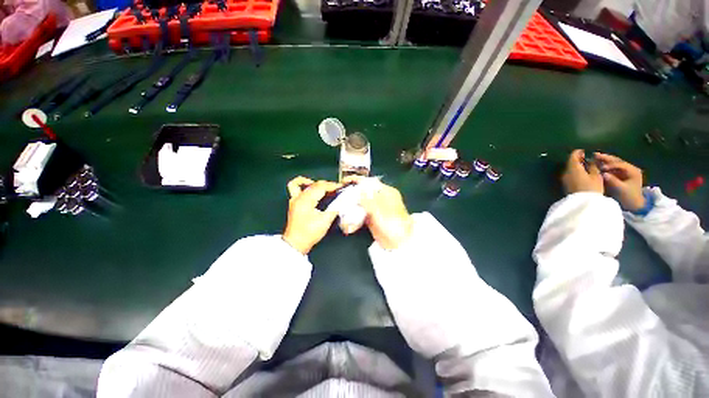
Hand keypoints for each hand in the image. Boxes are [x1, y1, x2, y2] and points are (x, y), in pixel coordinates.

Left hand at [283, 176, 340, 254]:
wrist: (296, 243)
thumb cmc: (310, 232)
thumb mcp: (325, 221)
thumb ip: (334, 208)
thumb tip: (341, 201)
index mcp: (306, 200)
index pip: (321, 187)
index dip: (332, 186)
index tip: (341, 187)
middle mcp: (299, 197)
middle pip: (314, 184)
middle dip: (327, 185)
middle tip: (336, 189)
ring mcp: (294, 199)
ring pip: (304, 184)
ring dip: (316, 184)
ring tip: (324, 188)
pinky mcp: (294, 203)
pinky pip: (295, 187)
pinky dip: (303, 185)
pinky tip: (310, 189)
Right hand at [344, 177, 413, 249]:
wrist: (399, 243)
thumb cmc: (393, 223)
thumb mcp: (379, 209)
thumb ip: (367, 200)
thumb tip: (358, 190)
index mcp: (387, 192)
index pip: (370, 182)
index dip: (358, 181)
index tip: (345, 181)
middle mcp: (381, 198)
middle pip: (364, 192)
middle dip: (352, 192)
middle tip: (340, 194)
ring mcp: (376, 209)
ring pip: (361, 202)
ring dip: (352, 203)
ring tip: (340, 204)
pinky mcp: (372, 218)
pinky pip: (361, 213)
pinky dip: (354, 213)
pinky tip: (346, 214)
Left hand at [562, 150, 603, 194]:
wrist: (582, 204)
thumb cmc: (592, 188)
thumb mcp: (596, 176)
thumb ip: (593, 166)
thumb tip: (591, 159)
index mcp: (573, 168)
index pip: (573, 156)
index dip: (578, 152)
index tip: (583, 151)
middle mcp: (566, 172)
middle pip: (570, 163)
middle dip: (577, 160)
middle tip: (586, 158)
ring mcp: (564, 179)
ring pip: (569, 169)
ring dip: (576, 166)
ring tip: (586, 166)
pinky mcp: (565, 185)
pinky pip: (570, 175)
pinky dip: (575, 172)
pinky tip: (582, 174)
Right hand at [594, 152, 645, 210]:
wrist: (634, 204)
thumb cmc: (629, 197)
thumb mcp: (621, 189)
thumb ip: (613, 181)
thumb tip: (603, 174)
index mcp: (633, 171)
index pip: (620, 165)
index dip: (610, 165)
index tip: (601, 167)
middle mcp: (630, 169)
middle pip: (617, 161)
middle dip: (606, 158)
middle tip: (595, 155)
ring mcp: (626, 171)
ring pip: (614, 163)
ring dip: (605, 160)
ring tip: (595, 157)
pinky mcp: (621, 174)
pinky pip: (612, 167)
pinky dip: (605, 165)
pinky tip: (598, 163)